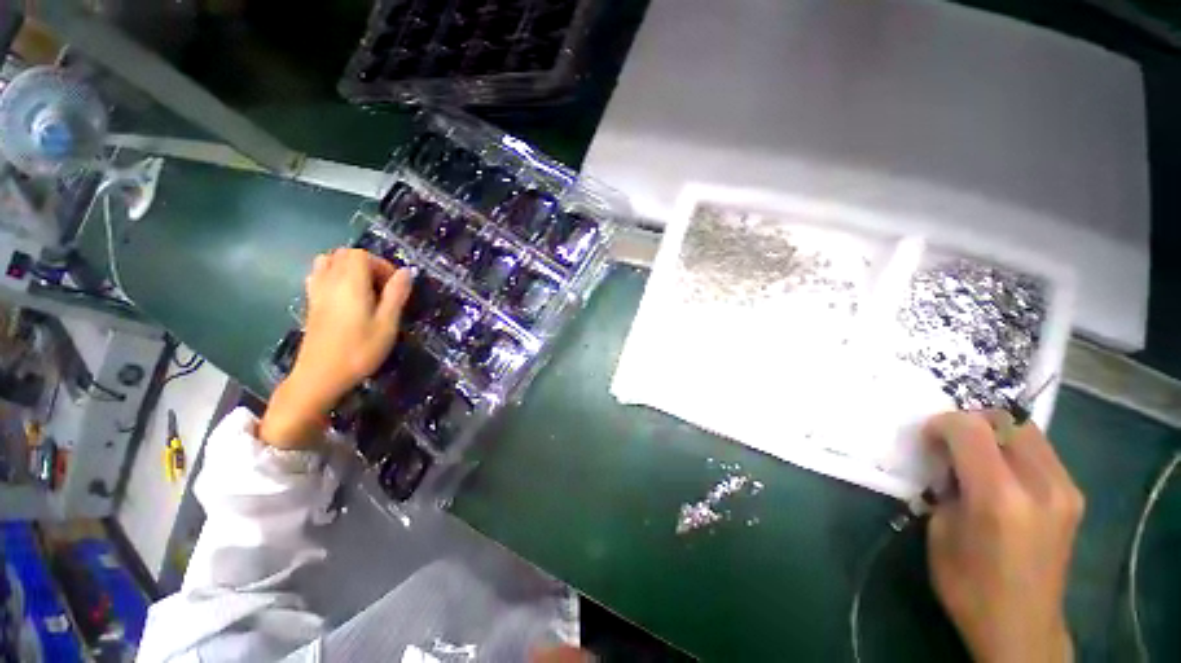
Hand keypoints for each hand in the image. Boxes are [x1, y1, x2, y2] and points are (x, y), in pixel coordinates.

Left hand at [259, 249, 412, 448]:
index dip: (382, 265)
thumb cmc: (359, 350)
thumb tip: (407, 272)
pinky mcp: (311, 304)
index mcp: (350, 284)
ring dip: (348, 268)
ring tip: (365, 288)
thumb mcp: (387, 324)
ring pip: (328, 262)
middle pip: (344, 254)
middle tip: (383, 287)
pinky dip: (334, 276)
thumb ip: (397, 294)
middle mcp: (330, 281)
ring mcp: (316, 292)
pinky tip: (346, 296)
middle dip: (368, 264)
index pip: (361, 255)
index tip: (396, 286)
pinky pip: (319, 275)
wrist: (320, 376)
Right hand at [924, 411, 1083, 662]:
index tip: (927, 438)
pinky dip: (1015, 447)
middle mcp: (1040, 485)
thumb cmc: (968, 585)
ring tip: (975, 455)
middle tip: (950, 442)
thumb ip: (948, 486)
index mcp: (999, 497)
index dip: (942, 423)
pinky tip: (1002, 472)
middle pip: (1005, 420)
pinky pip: (1041, 450)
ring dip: (994, 432)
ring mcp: (1064, 489)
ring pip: (1027, 430)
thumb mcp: (940, 532)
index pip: (971, 429)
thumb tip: (948, 461)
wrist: (1021, 626)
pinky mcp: (1073, 496)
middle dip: (970, 421)